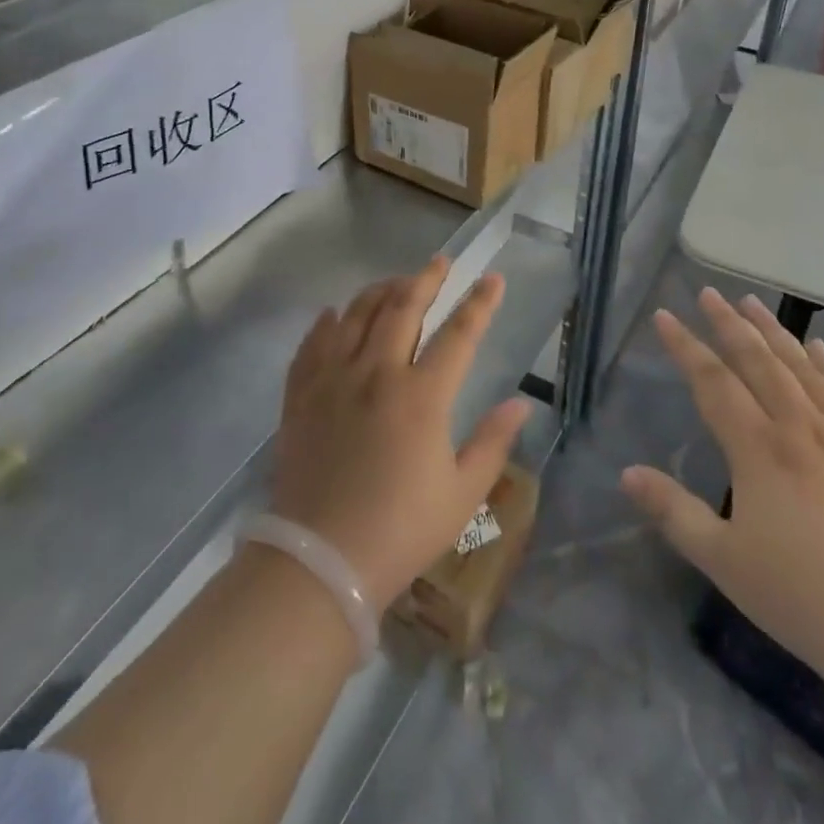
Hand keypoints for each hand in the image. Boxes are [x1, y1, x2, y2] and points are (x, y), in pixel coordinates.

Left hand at [271, 257, 531, 612]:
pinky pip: (313, 343)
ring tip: (395, 283)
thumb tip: (520, 404)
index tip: (493, 278)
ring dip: (380, 291)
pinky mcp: (302, 395)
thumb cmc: (400, 530)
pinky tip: (334, 314)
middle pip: (403, 307)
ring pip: (357, 314)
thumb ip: (493, 443)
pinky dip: (327, 322)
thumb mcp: (462, 494)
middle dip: (426, 279)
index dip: (479, 303)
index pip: (459, 333)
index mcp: (422, 396)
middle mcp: (377, 373)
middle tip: (440, 262)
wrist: (319, 561)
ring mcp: (334, 379)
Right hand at [621, 290, 823, 693]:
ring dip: (774, 332)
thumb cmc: (802, 596)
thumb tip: (626, 472)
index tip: (664, 316)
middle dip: (729, 324)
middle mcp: (798, 428)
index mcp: (758, 449)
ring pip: (801, 368)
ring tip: (753, 303)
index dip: (685, 346)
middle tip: (709, 293)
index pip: (712, 381)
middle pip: (758, 361)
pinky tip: (819, 348)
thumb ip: (673, 512)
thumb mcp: (723, 560)